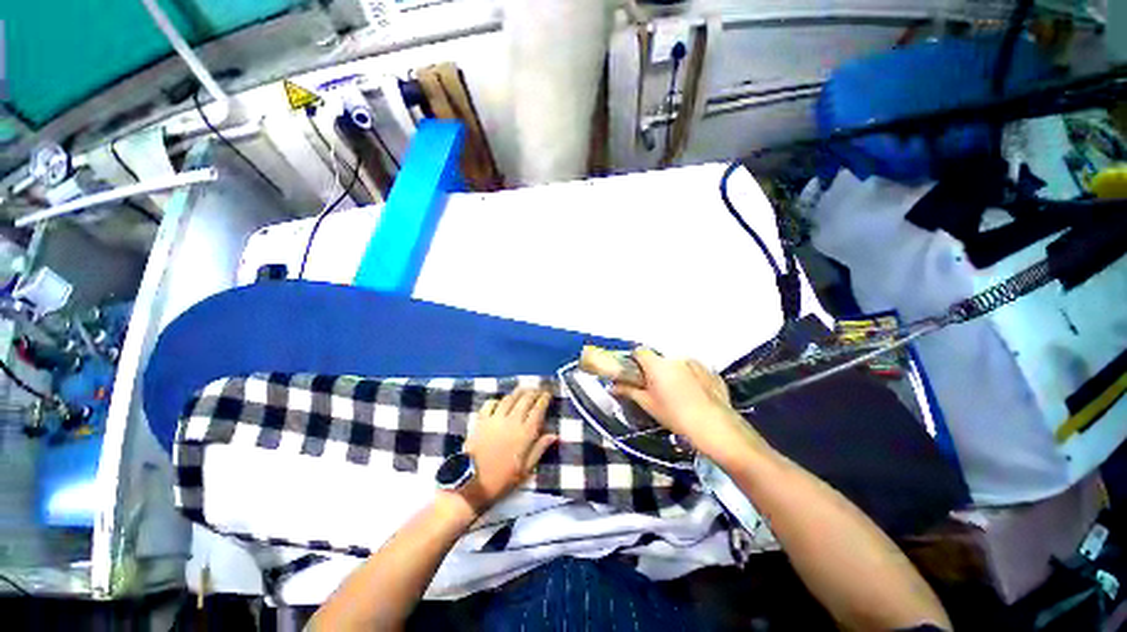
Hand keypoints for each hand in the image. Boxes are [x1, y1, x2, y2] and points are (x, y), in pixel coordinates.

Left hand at [461, 389, 557, 511]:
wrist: (471, 483)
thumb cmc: (502, 479)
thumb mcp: (526, 470)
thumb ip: (539, 449)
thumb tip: (554, 435)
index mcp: (525, 433)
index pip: (538, 408)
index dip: (544, 399)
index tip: (548, 394)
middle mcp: (512, 421)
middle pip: (525, 399)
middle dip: (533, 392)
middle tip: (538, 390)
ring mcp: (495, 419)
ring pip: (509, 398)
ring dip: (518, 392)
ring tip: (523, 390)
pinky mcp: (481, 420)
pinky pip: (490, 404)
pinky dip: (497, 400)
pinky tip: (500, 402)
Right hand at [613, 348, 757, 460]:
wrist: (715, 427)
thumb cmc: (675, 415)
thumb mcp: (648, 404)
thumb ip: (629, 391)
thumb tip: (612, 386)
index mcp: (658, 364)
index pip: (640, 351)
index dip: (635, 361)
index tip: (635, 374)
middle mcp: (676, 358)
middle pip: (659, 359)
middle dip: (655, 370)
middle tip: (655, 389)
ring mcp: (696, 363)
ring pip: (678, 365)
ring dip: (673, 374)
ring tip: (678, 395)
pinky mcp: (711, 372)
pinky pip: (695, 371)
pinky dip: (691, 378)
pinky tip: (694, 396)